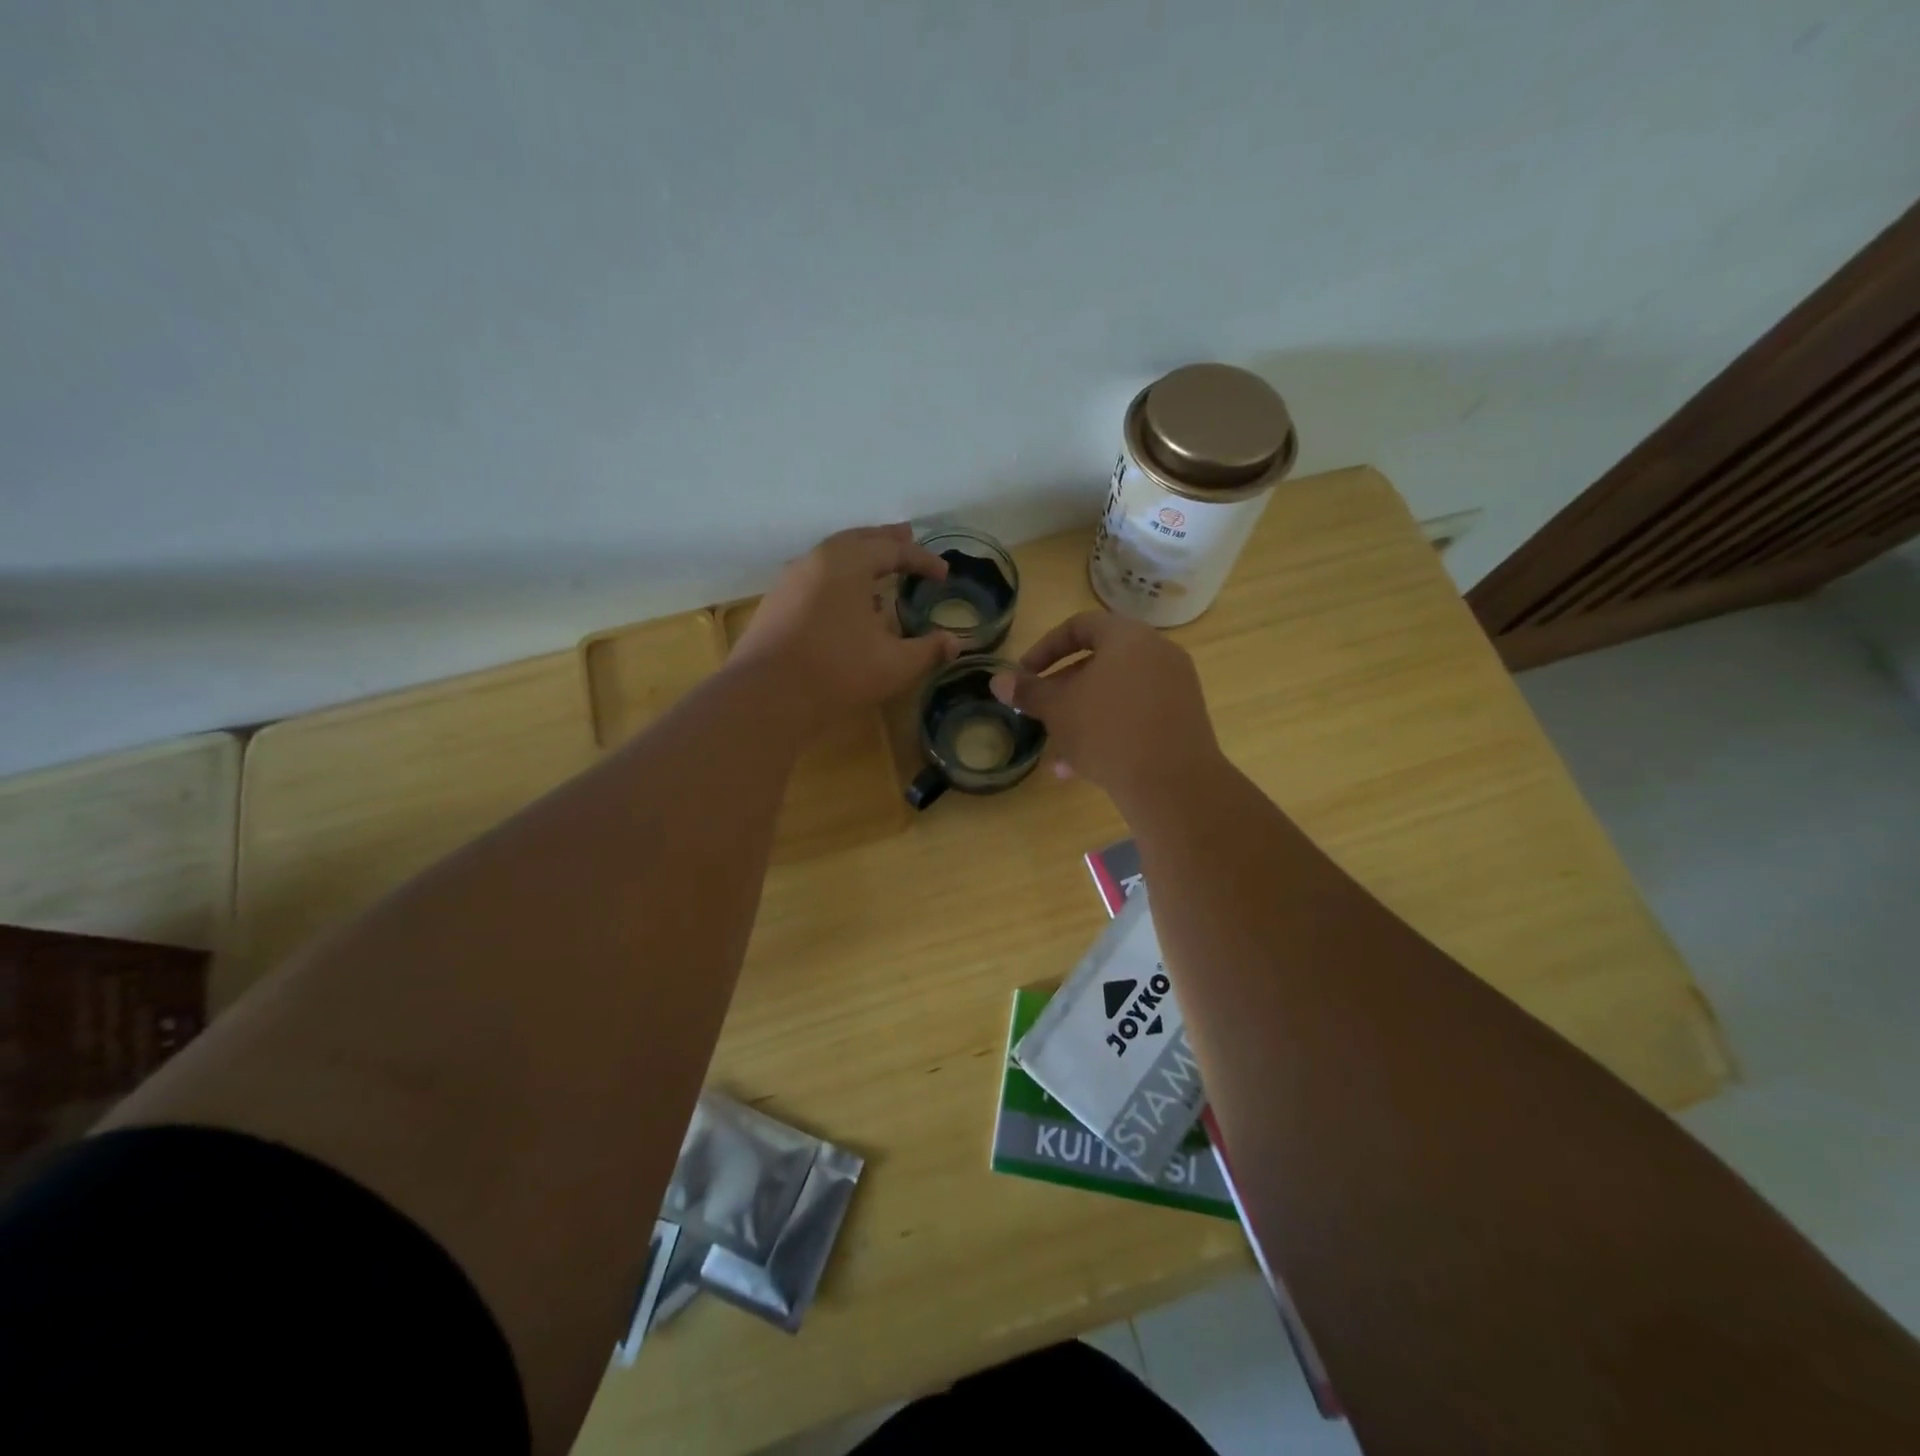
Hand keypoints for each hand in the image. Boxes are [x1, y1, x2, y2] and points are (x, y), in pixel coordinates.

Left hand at [732, 525, 959, 728]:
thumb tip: (954, 642)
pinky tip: (846, 602)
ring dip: (859, 557)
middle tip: (908, 536)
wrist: (766, 696)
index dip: (922, 560)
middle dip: (886, 541)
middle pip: (857, 540)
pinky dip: (838, 577)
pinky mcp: (776, 603)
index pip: (892, 551)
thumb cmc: (838, 672)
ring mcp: (791, 580)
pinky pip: (815, 576)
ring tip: (879, 570)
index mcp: (848, 563)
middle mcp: (817, 561)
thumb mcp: (894, 664)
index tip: (943, 574)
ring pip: (832, 556)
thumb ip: (928, 650)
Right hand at [989, 610, 1222, 803]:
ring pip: (1115, 694)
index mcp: (1128, 637)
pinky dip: (1109, 731)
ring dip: (1082, 718)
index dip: (1045, 649)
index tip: (1024, 675)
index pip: (1079, 626)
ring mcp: (1175, 686)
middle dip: (1063, 690)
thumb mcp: (1058, 710)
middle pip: (1099, 662)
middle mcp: (1157, 653)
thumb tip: (997, 681)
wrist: (1172, 783)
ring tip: (1057, 754)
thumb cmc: (1106, 731)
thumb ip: (1028, 691)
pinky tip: (1083, 768)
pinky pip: (1137, 715)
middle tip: (1040, 713)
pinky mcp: (1183, 719)